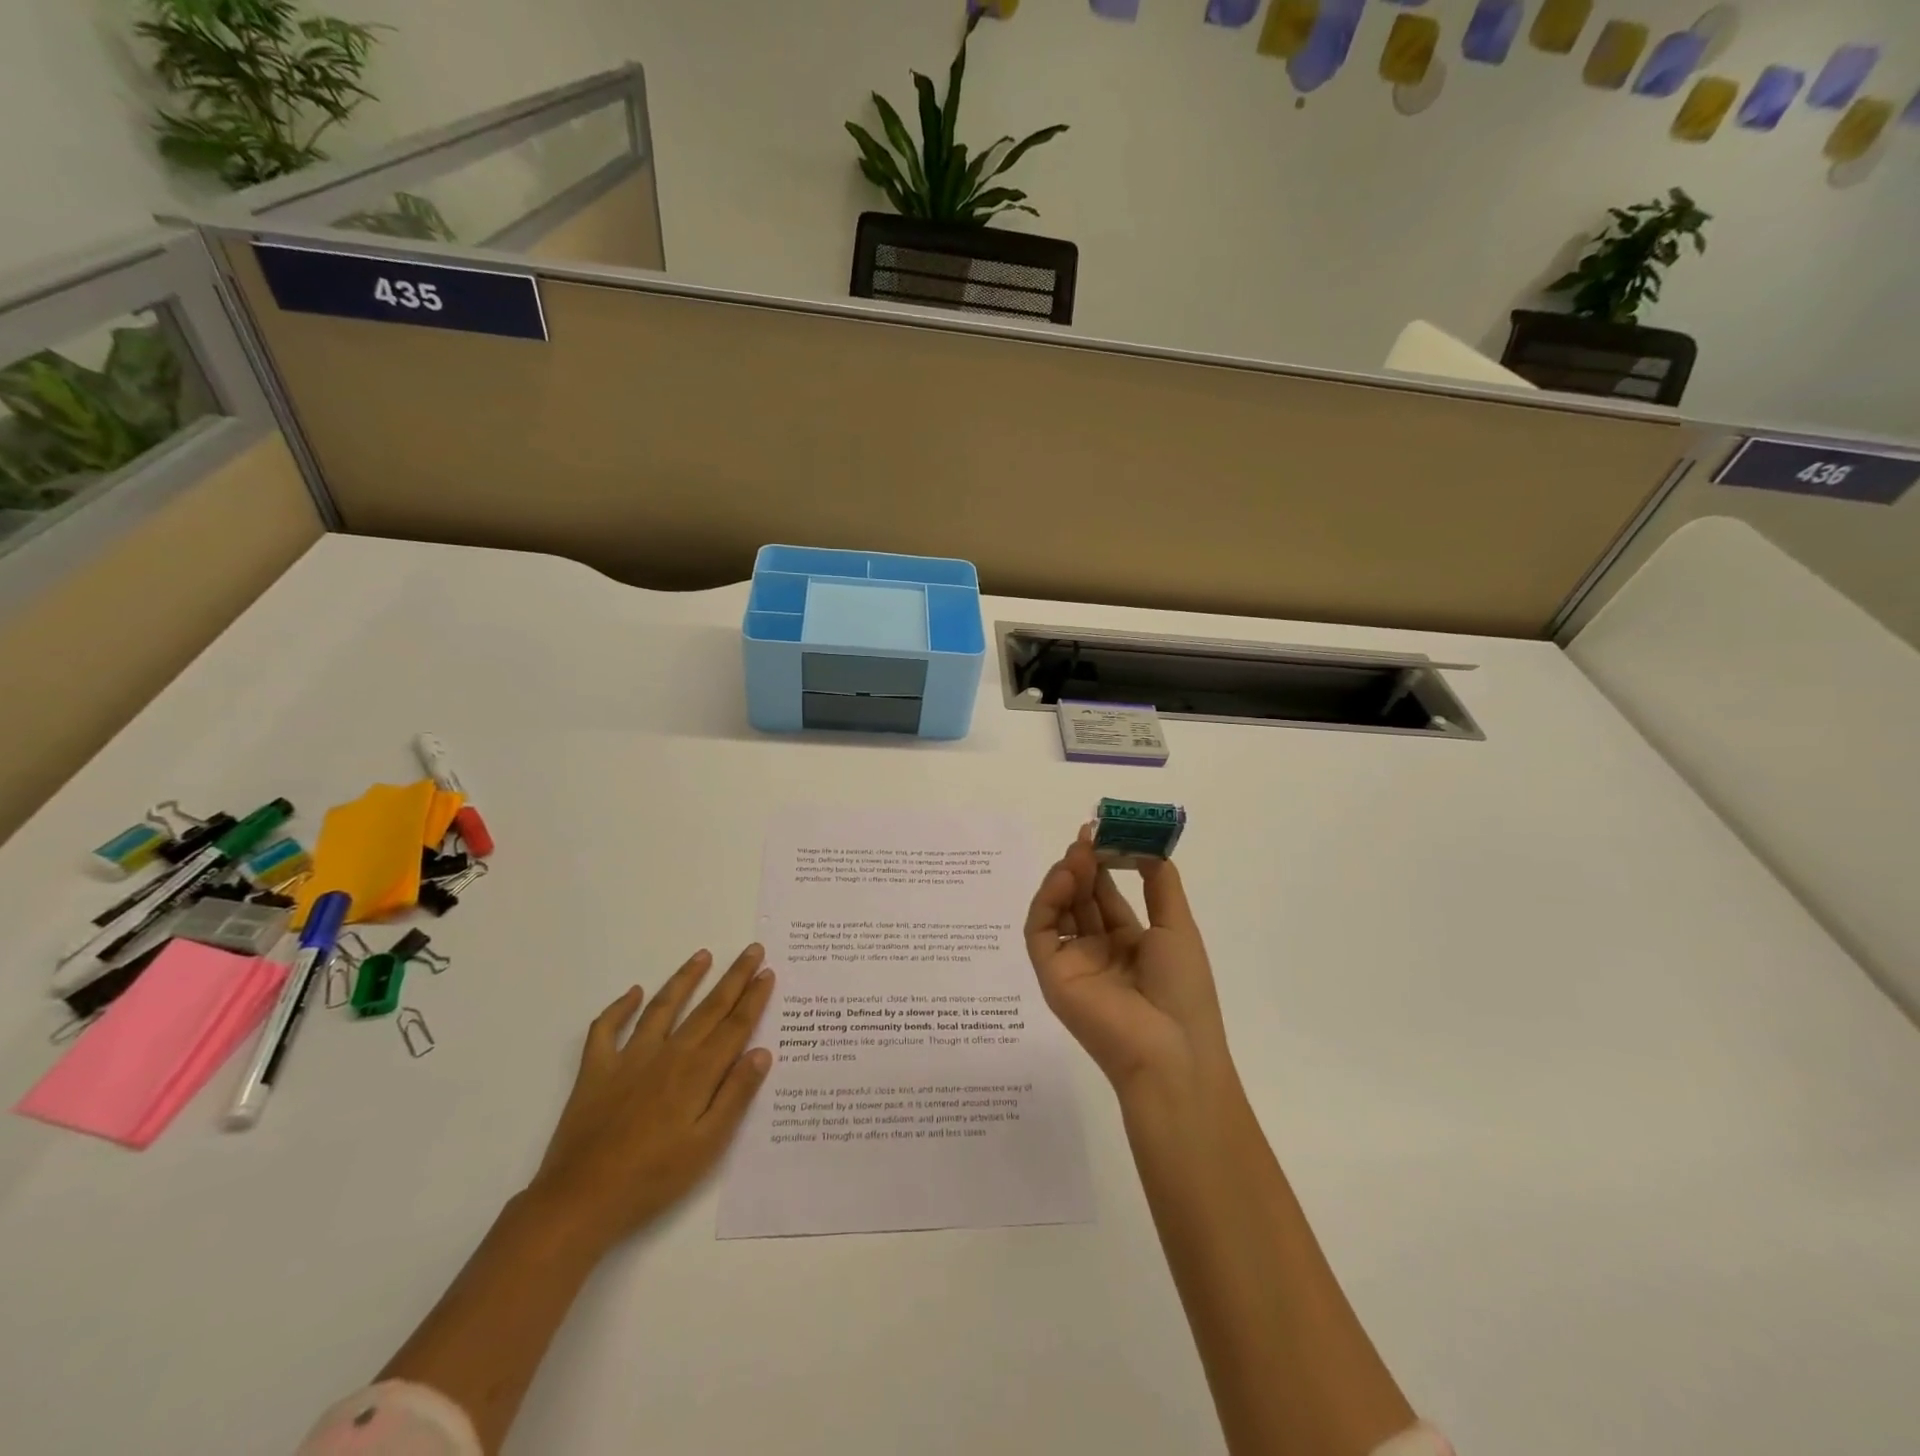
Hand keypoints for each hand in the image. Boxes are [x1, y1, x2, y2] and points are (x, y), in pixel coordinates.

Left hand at [526, 945, 775, 1253]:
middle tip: (752, 950)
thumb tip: (761, 1052)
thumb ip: (735, 1096)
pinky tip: (633, 993)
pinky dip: (619, 1008)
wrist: (580, 1201)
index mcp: (697, 1073)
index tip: (768, 972)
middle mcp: (668, 1055)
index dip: (753, 998)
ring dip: (685, 979)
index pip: (735, 1026)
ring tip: (702, 955)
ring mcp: (629, 1058)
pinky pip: (606, 1029)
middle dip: (733, 977)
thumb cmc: (652, 1179)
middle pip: (708, 1008)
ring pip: (663, 1007)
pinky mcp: (596, 1071)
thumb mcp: (707, 1145)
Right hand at [1024, 827, 1230, 1094]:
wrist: (1172, 1051)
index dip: (1104, 864)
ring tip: (1079, 853)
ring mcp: (1072, 962)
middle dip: (1083, 864)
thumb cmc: (1183, 990)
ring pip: (1058, 909)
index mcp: (1129, 945)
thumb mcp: (1178, 927)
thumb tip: (1146, 844)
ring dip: (1065, 877)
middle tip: (1087, 835)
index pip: (1106, 895)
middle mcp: (1097, 951)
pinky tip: (1065, 878)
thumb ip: (1160, 883)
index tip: (1105, 833)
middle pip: (1080, 898)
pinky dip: (1047, 900)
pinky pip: (1040, 931)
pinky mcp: (1051, 974)